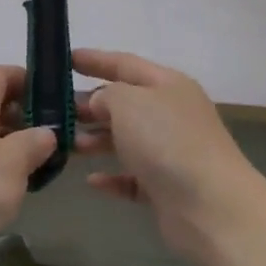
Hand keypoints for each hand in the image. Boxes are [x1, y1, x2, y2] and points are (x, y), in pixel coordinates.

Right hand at [72, 50, 264, 260]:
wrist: (211, 207)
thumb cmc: (167, 141)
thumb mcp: (129, 103)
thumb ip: (106, 95)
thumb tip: (99, 103)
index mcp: (167, 85)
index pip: (125, 64)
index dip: (95, 60)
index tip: (65, 59)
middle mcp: (170, 114)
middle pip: (124, 103)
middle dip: (90, 105)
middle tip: (54, 109)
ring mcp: (171, 152)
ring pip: (126, 140)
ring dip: (96, 140)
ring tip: (66, 144)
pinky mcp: (167, 188)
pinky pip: (133, 177)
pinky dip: (112, 177)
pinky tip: (91, 181)